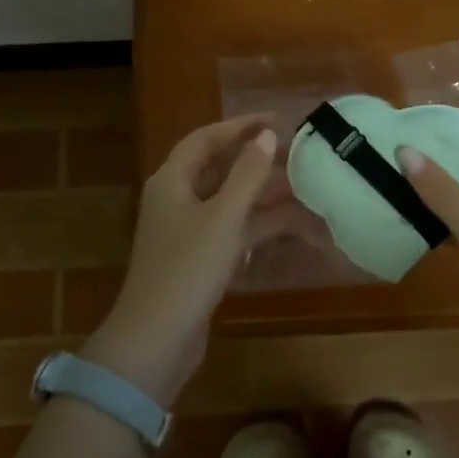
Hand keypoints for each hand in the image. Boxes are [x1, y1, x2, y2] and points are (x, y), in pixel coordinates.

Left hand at [83, 115, 278, 404]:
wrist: (157, 338)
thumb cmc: (188, 269)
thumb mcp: (223, 217)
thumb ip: (247, 174)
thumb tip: (267, 135)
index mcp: (172, 181)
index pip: (206, 139)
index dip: (240, 126)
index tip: (276, 119)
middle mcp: (175, 199)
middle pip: (217, 168)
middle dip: (255, 159)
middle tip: (294, 151)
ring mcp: (186, 232)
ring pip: (228, 201)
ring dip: (261, 193)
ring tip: (301, 185)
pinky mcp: (197, 259)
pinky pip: (230, 230)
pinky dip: (255, 224)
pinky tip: (286, 224)